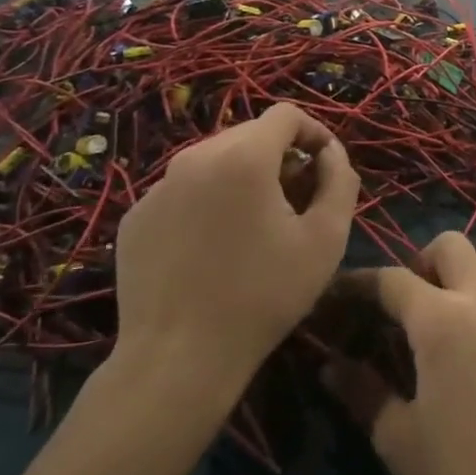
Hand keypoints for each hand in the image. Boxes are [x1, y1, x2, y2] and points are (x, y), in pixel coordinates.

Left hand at [112, 103, 358, 402]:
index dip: (314, 133)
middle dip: (280, 157)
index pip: (286, 114)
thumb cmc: (263, 295)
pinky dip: (207, 202)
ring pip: (214, 160)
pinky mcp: (136, 217)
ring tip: (256, 225)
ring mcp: (158, 187)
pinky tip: (214, 247)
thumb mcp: (326, 239)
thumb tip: (331, 153)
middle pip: (250, 134)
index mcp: (243, 156)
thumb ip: (340, 181)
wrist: (177, 360)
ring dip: (244, 178)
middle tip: (296, 201)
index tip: (324, 168)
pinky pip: (183, 191)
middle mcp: (195, 157)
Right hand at [322, 232, 475, 474]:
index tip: (344, 292)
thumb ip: (363, 394)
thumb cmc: (467, 473)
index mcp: (441, 320)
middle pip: (449, 245)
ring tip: (458, 311)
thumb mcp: (400, 441)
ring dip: (468, 271)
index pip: (392, 279)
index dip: (362, 282)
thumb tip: (331, 365)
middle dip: (422, 261)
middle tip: (412, 302)